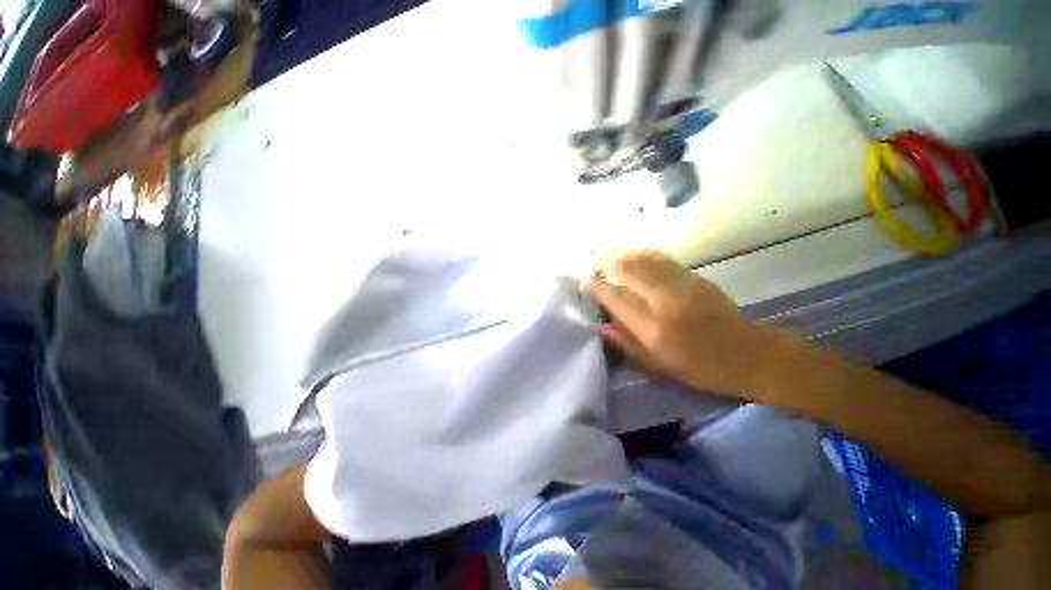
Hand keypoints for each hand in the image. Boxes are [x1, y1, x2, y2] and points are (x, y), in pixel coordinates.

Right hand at [586, 250, 766, 397]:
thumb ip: (625, 343)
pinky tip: (635, 256)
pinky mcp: (694, 277)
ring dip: (623, 256)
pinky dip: (643, 255)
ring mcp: (681, 285)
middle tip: (595, 264)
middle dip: (607, 264)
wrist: (749, 355)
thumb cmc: (700, 368)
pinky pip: (661, 259)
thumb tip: (600, 324)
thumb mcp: (658, 365)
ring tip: (610, 257)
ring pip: (643, 261)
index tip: (586, 282)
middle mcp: (663, 301)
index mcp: (652, 328)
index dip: (597, 287)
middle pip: (628, 271)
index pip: (616, 299)